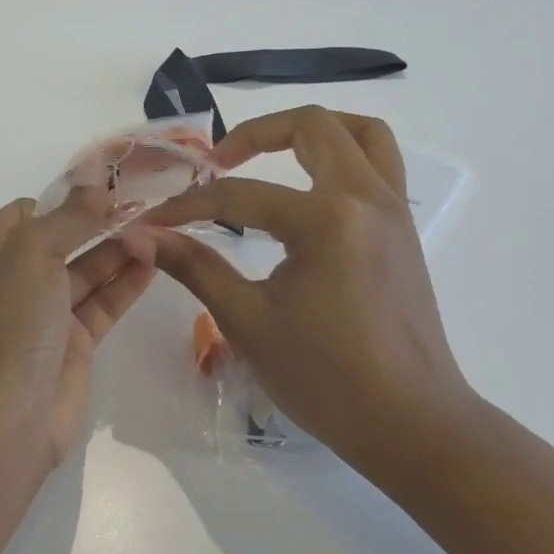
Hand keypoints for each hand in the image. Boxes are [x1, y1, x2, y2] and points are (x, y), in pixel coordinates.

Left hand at [0, 186, 157, 468]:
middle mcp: (13, 279)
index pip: (25, 213)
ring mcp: (43, 313)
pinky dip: (125, 283)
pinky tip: (154, 263)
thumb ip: (68, 217)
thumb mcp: (32, 252)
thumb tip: (95, 184)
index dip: (63, 198)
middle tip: (144, 205)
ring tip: (159, 230)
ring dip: (117, 250)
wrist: (6, 413)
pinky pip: (101, 303)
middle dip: (97, 222)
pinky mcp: (72, 342)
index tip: (107, 184)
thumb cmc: (10, 319)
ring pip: (85, 271)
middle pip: (60, 239)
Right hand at [144, 107, 476, 472]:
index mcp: (326, 221)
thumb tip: (139, 235)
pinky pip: (378, 164)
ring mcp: (393, 211)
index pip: (239, 195)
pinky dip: (339, 157)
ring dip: (310, 133)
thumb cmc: (326, 379)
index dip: (187, 206)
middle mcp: (366, 199)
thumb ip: (193, 266)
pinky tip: (304, 192)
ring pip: (360, 133)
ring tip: (269, 157)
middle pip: (312, 126)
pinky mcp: (403, 230)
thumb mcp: (247, 321)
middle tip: (218, 164)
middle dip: (255, 134)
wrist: (413, 427)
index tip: (152, 222)